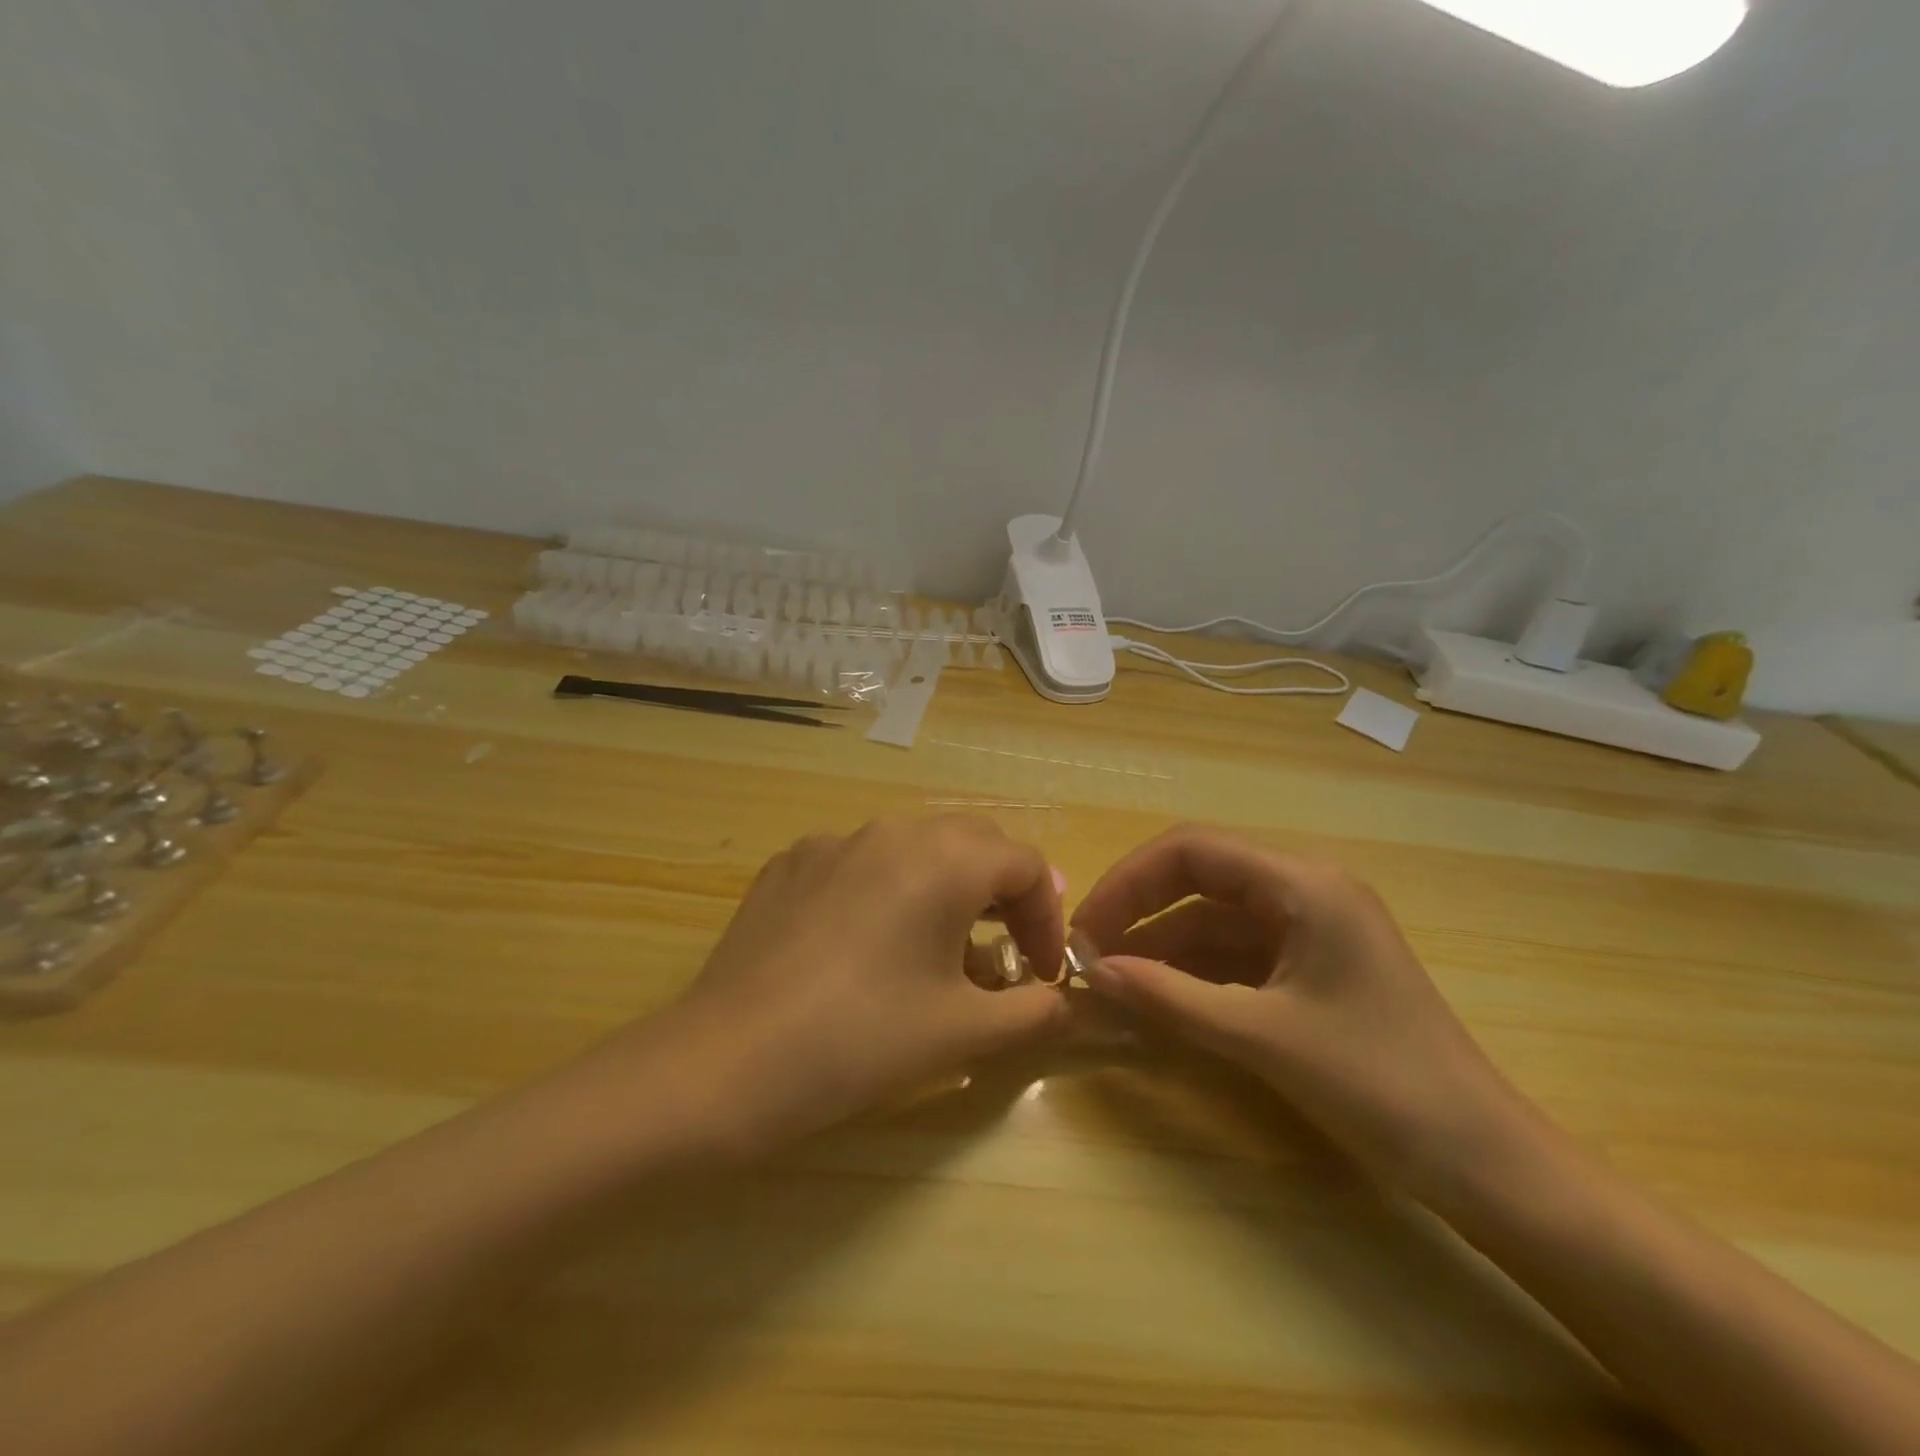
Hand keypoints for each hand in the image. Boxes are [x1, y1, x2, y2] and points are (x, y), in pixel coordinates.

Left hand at [657, 816, 1070, 1155]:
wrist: (726, 1062)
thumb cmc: (862, 1041)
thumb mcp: (964, 1033)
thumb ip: (1032, 1012)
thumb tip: (1063, 1002)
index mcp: (943, 859)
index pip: (1025, 864)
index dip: (1046, 918)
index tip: (1040, 975)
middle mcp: (891, 831)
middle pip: (972, 843)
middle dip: (1001, 892)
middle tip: (1004, 950)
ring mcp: (832, 842)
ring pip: (912, 848)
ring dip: (943, 887)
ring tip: (938, 947)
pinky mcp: (789, 864)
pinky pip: (858, 863)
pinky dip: (884, 891)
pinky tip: (864, 945)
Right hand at [1071, 826, 1529, 1195]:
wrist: (1486, 1163)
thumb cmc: (1379, 1086)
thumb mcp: (1262, 1038)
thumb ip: (1170, 998)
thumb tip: (1091, 972)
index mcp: (1303, 884)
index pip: (1192, 850)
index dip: (1129, 881)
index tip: (1084, 926)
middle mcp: (1304, 890)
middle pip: (1200, 878)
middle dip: (1139, 911)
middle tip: (1086, 952)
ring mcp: (1310, 929)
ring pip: (1214, 919)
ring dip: (1161, 945)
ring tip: (1108, 977)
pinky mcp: (1311, 966)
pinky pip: (1235, 953)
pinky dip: (1192, 970)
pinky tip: (1156, 994)